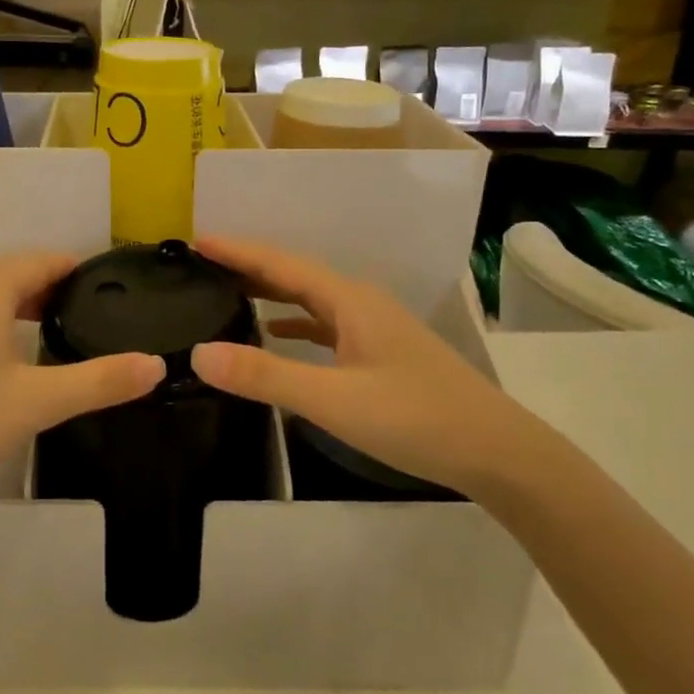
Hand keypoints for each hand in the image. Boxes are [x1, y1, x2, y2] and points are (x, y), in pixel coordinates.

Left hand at [0, 252, 164, 518]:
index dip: (78, 270)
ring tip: (48, 334)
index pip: (44, 260)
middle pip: (12, 272)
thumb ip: (100, 381)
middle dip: (50, 289)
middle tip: (87, 316)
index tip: (109, 288)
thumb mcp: (37, 403)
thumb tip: (157, 365)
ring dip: (17, 305)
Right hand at [189, 237, 527, 496]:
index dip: (238, 251)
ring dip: (270, 292)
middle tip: (203, 265)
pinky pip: (325, 324)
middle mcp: (360, 303)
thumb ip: (265, 376)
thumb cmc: (416, 419)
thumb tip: (198, 353)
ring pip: (310, 298)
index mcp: (348, 300)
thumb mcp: (333, 400)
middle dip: (249, 266)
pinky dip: (294, 322)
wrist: (497, 452)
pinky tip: (277, 333)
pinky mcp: (381, 353)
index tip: (196, 241)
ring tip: (228, 292)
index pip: (281, 264)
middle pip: (295, 275)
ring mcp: (374, 328)